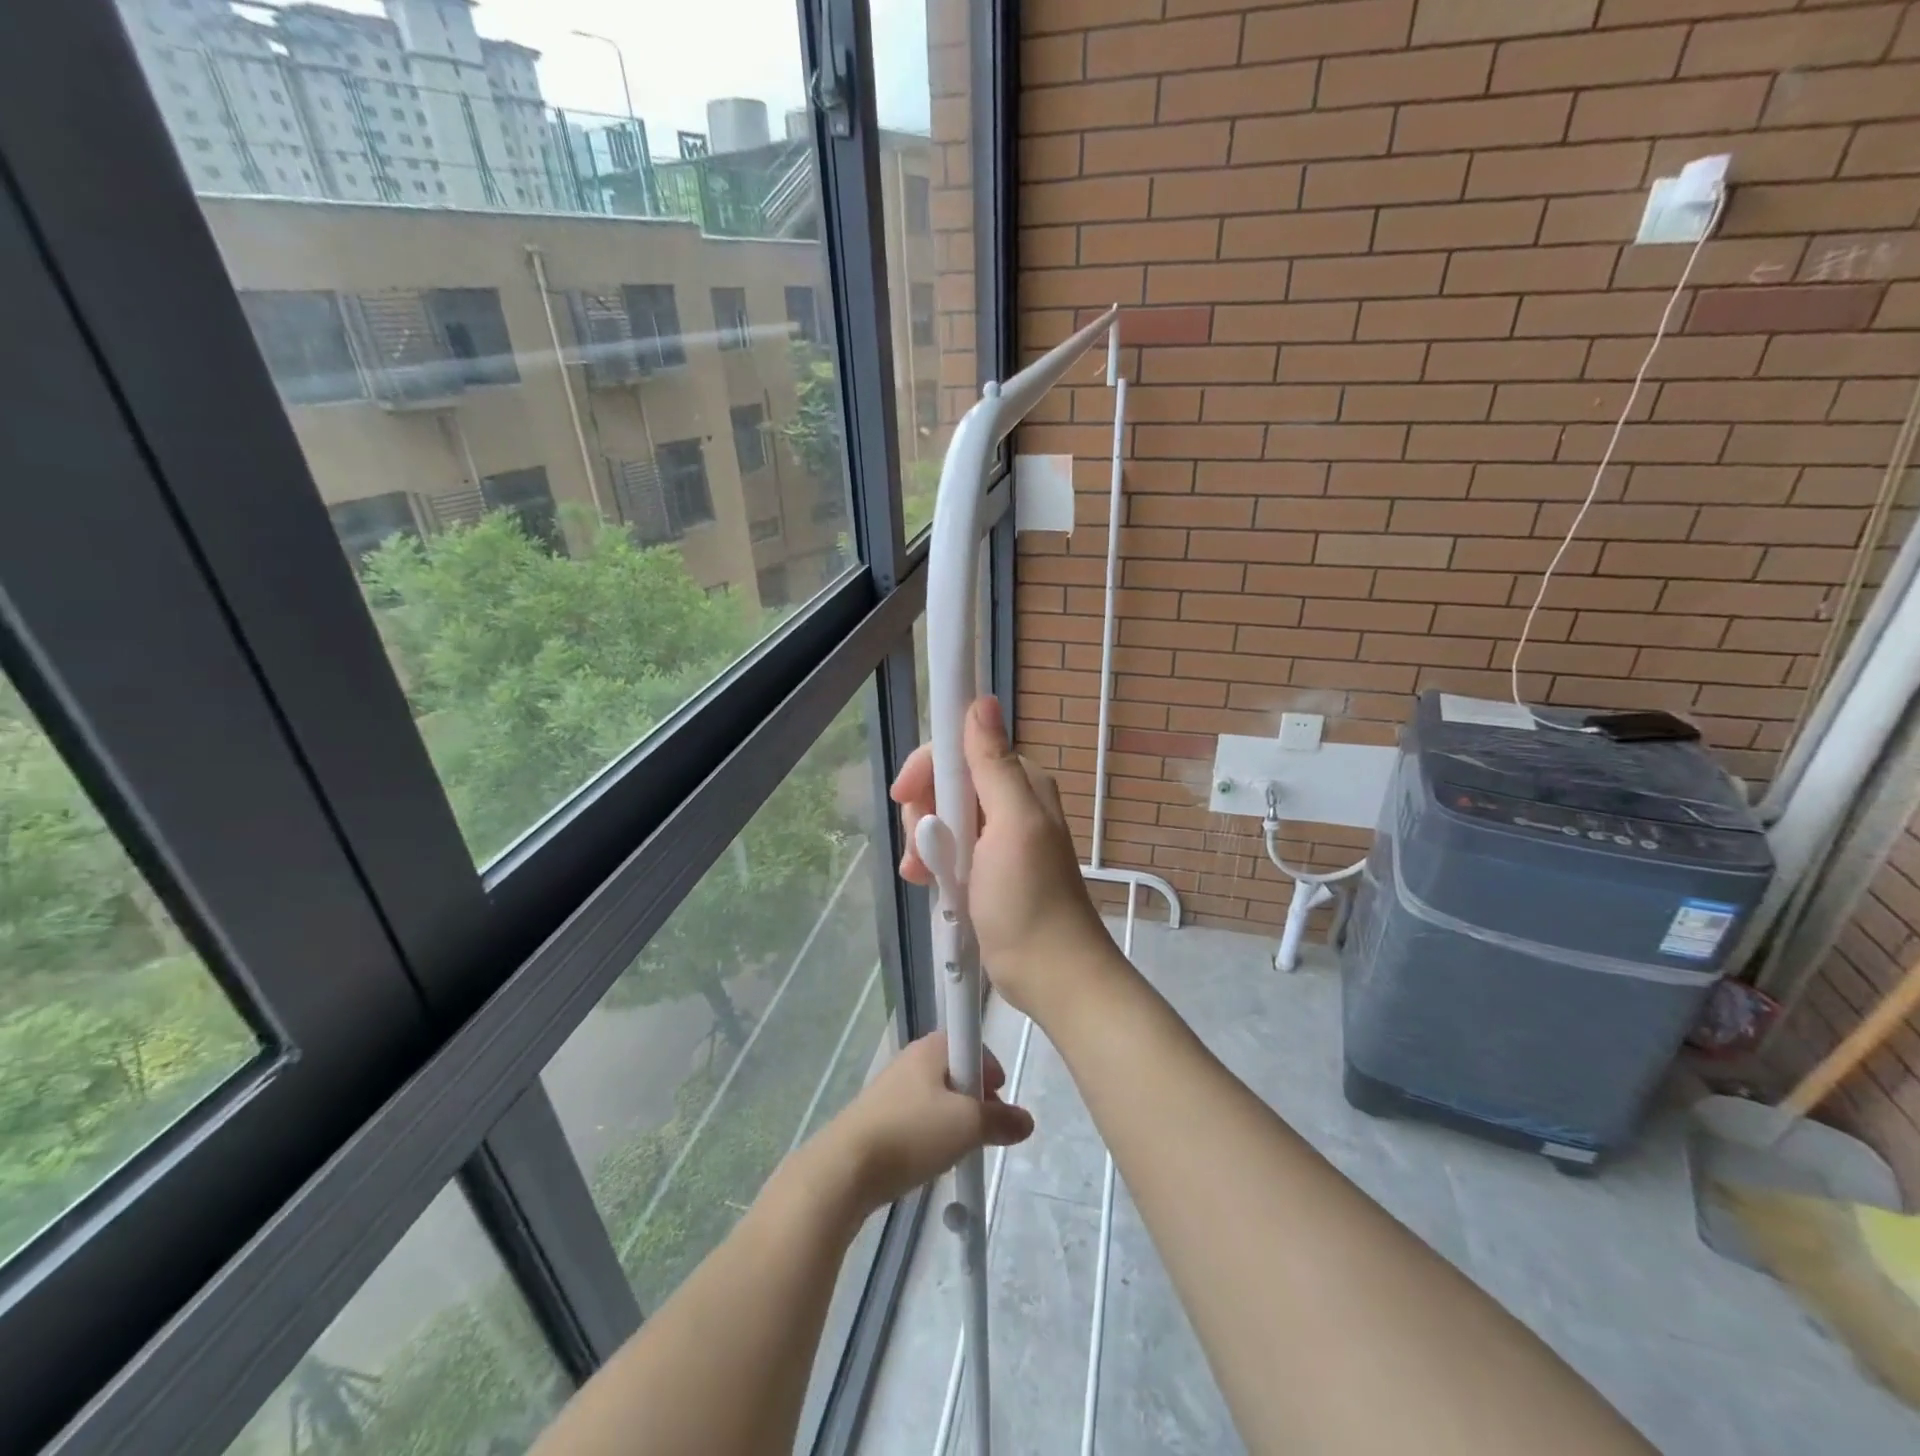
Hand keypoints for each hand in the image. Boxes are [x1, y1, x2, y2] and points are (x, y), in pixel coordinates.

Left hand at [817, 1032, 1032, 1214]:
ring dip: (954, 1120)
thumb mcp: (967, 1126)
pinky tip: (930, 1160)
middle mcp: (911, 1059)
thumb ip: (1001, 1120)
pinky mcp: (878, 1117)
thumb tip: (1025, 1121)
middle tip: (985, 1129)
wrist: (845, 1168)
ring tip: (959, 1150)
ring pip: (937, 1097)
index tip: (998, 1097)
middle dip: (976, 1098)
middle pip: (956, 1070)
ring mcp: (891, 1088)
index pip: (972, 1042)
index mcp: (932, 1048)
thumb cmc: (912, 1133)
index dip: (990, 1069)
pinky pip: (917, 1118)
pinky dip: (930, 1135)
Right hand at [889, 696, 1112, 1018]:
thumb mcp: (1011, 824)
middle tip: (925, 848)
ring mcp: (995, 839)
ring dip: (924, 844)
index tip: (906, 797)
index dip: (929, 768)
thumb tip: (982, 700)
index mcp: (1019, 783)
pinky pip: (946, 850)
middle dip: (925, 814)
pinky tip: (928, 885)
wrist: (1048, 972)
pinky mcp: (985, 869)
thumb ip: (993, 763)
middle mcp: (1008, 803)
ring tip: (924, 875)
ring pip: (940, 819)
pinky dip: (932, 864)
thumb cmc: (1028, 898)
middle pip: (946, 785)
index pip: (961, 749)